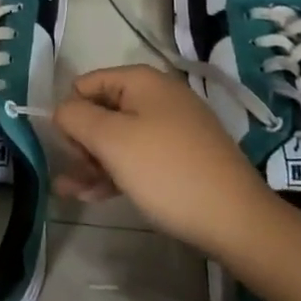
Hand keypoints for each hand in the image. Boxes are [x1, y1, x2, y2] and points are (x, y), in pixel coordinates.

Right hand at [54, 64, 275, 257]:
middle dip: (82, 142)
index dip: (72, 113)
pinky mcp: (183, 157)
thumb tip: (63, 110)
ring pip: (119, 138)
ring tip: (70, 192)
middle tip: (75, 174)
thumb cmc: (166, 172)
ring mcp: (174, 128)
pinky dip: (116, 172)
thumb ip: (76, 117)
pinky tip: (94, 196)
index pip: (87, 84)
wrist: (236, 219)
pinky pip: (139, 156)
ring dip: (92, 162)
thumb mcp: (111, 140)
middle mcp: (158, 96)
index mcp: (142, 81)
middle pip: (103, 110)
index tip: (71, 148)